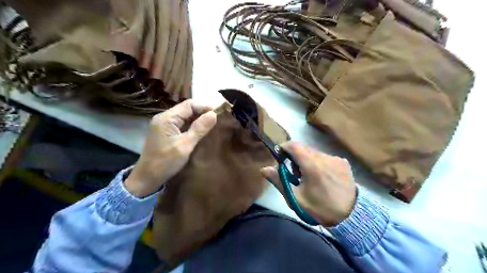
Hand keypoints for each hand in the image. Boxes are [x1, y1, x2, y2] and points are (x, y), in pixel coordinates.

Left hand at [125, 99, 216, 196]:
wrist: (147, 178)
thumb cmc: (165, 162)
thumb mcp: (185, 145)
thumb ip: (199, 129)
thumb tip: (214, 114)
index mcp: (166, 118)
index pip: (189, 105)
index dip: (204, 108)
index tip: (218, 115)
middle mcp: (164, 118)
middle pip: (187, 109)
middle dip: (202, 113)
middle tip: (216, 122)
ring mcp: (164, 125)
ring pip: (185, 116)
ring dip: (198, 120)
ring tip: (211, 126)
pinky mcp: (166, 132)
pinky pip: (182, 124)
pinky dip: (192, 126)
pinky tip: (200, 132)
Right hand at [258, 142, 356, 226]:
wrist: (351, 217)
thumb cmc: (319, 208)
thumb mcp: (295, 198)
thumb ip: (279, 181)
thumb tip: (264, 168)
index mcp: (312, 165)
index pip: (294, 145)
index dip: (285, 147)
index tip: (280, 156)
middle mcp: (324, 157)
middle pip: (304, 149)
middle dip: (296, 157)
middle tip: (296, 174)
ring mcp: (336, 159)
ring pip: (315, 153)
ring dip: (308, 160)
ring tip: (310, 178)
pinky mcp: (343, 163)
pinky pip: (326, 157)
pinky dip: (320, 163)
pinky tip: (323, 178)